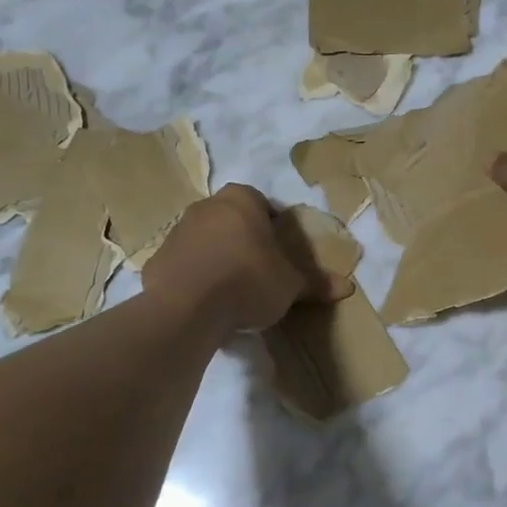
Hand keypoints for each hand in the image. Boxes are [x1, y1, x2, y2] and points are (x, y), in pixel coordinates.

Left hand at [142, 185, 346, 335]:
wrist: (187, 306)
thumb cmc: (248, 280)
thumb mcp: (290, 285)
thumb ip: (316, 283)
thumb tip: (348, 287)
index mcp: (241, 200)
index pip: (263, 204)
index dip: (274, 228)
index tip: (280, 253)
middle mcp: (207, 206)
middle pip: (232, 220)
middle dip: (245, 241)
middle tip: (259, 271)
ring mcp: (177, 231)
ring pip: (206, 240)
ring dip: (218, 258)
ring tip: (232, 291)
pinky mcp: (157, 259)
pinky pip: (184, 264)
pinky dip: (195, 277)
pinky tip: (206, 302)